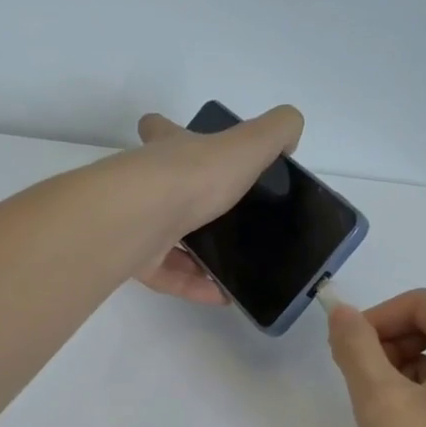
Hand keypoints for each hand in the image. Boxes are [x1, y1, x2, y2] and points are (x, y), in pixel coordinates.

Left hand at [131, 106, 302, 303]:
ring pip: (167, 238)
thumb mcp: (247, 144)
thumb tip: (290, 133)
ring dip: (197, 254)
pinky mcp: (135, 259)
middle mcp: (147, 183)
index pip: (162, 130)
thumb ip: (275, 132)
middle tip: (223, 217)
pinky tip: (222, 295)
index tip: (186, 141)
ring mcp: (138, 222)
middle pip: (163, 188)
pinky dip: (194, 285)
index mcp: (171, 151)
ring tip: (232, 267)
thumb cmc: (194, 176)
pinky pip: (168, 275)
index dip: (169, 131)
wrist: (143, 217)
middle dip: (189, 202)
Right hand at [327, 289, 425, 426]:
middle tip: (358, 388)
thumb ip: (356, 349)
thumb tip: (340, 311)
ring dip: (402, 375)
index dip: (374, 322)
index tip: (340, 354)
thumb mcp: (384, 405)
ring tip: (380, 417)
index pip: (421, 304)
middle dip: (388, 349)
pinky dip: (424, 397)